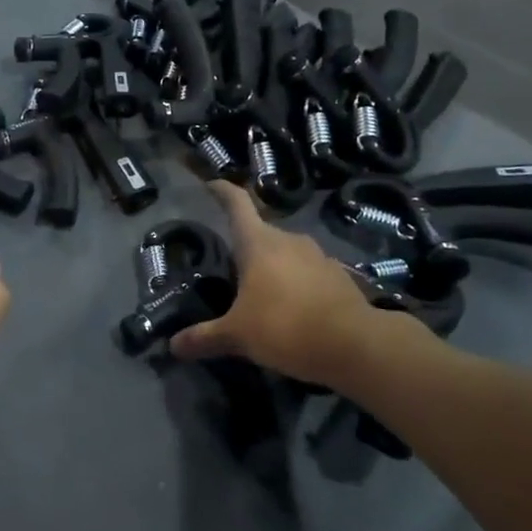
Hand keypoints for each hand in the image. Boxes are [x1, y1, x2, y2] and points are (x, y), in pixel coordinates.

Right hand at [170, 182, 432, 389]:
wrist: (357, 345)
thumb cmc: (286, 327)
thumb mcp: (238, 336)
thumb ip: (205, 338)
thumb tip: (174, 346)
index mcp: (258, 242)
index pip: (237, 203)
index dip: (222, 191)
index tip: (210, 185)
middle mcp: (288, 240)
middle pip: (260, 232)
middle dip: (246, 246)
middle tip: (230, 267)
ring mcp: (318, 256)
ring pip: (287, 253)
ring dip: (274, 267)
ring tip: (262, 293)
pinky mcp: (340, 277)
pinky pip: (310, 274)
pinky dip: (299, 285)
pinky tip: (294, 310)